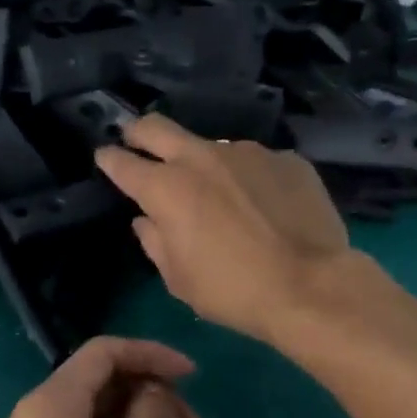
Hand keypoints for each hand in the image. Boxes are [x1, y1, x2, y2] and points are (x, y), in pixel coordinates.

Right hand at [96, 115, 351, 345]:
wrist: (311, 287)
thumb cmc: (232, 291)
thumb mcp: (179, 279)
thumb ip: (155, 242)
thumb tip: (148, 220)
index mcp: (166, 188)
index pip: (123, 162)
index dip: (109, 159)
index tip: (105, 157)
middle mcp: (202, 157)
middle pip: (156, 126)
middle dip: (138, 131)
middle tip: (136, 140)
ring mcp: (247, 153)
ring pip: (212, 146)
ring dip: (203, 163)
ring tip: (220, 193)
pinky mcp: (286, 159)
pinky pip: (255, 163)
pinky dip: (248, 178)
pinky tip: (263, 204)